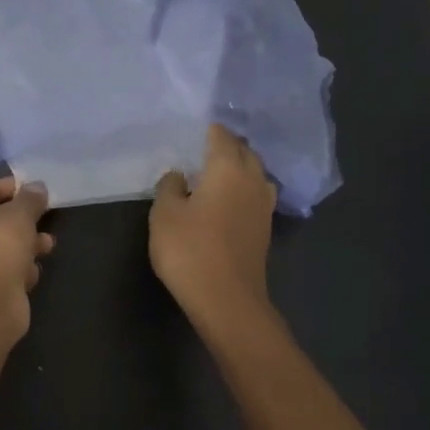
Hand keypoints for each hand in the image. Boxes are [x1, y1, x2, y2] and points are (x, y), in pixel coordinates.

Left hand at [0, 177, 54, 330]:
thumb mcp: (18, 215)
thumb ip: (29, 198)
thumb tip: (37, 187)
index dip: (7, 188)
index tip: (33, 190)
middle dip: (20, 221)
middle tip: (44, 217)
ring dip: (24, 245)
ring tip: (47, 245)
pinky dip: (16, 270)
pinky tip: (32, 273)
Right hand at [151, 125, 276, 326]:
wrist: (227, 300)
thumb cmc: (190, 250)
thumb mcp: (164, 215)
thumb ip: (169, 187)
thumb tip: (178, 175)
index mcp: (228, 168)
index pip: (221, 136)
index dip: (208, 130)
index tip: (193, 129)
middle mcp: (253, 180)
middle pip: (244, 151)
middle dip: (227, 145)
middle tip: (202, 147)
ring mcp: (264, 206)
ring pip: (255, 173)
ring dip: (240, 167)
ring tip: (218, 171)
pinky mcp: (265, 228)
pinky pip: (256, 194)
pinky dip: (244, 189)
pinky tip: (228, 199)